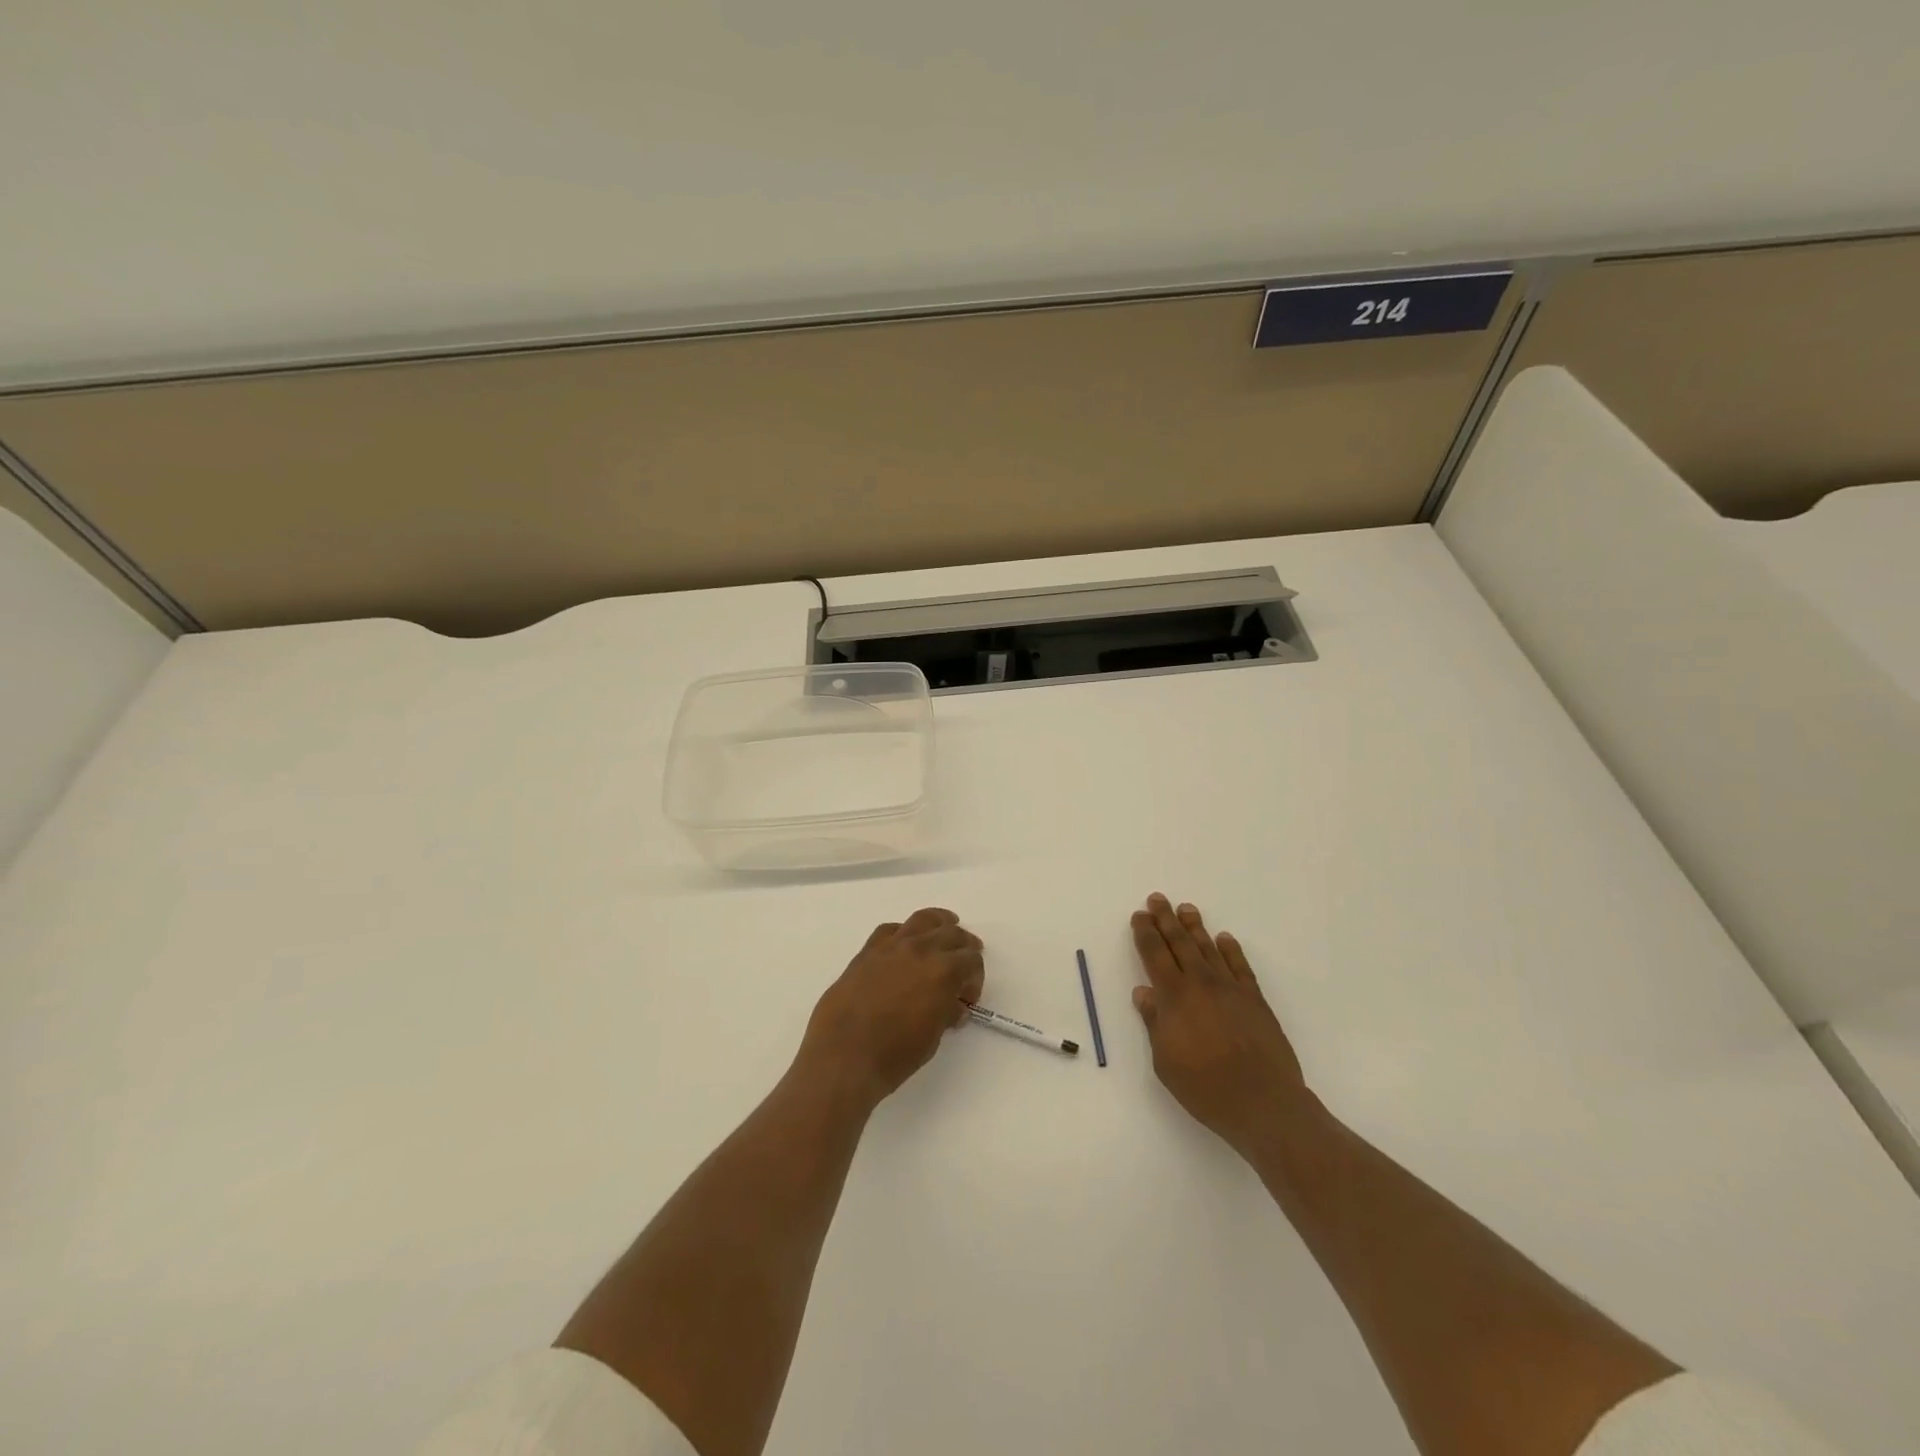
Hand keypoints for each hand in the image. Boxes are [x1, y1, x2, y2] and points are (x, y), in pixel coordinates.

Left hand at [797, 908, 985, 1109]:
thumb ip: (946, 1012)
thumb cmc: (894, 1056)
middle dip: (964, 947)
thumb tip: (952, 1005)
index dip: (975, 978)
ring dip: (939, 925)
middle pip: (952, 934)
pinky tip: (905, 945)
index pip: (971, 960)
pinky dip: (904, 933)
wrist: (843, 1057)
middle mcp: (921, 950)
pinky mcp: (867, 952)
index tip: (967, 998)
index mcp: (943, 971)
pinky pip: (891, 930)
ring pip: (923, 920)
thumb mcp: (933, 1038)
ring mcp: (891, 947)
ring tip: (945, 929)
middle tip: (965, 963)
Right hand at [1130, 893, 1308, 1157]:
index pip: (1155, 954)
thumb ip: (1154, 1023)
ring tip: (1187, 908)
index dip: (1145, 933)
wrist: (1264, 1104)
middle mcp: (1201, 983)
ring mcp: (1231, 989)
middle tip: (1158, 899)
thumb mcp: (1165, 1062)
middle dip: (1166, 919)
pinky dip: (1231, 949)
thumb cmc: (1205, 1088)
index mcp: (1175, 996)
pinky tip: (1225, 938)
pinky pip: (1240, 966)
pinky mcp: (1255, 1000)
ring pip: (1209, 948)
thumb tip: (1143, 992)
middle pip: (1180, 943)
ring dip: (1195, 927)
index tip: (1139, 916)